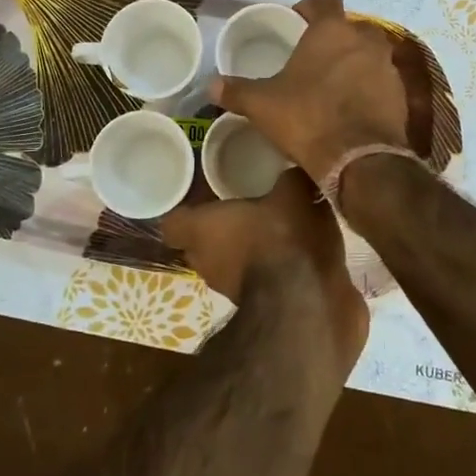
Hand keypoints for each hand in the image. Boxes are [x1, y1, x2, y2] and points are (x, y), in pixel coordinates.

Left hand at [162, 168, 368, 377]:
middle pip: (196, 245)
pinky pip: (246, 282)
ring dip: (236, 254)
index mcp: (200, 228)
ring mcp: (224, 289)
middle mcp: (203, 260)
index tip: (201, 203)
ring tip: (263, 237)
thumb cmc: (282, 237)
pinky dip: (258, 272)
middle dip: (213, 232)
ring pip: (221, 265)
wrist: (302, 301)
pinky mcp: (249, 308)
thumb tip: (295, 168)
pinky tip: (282, 261)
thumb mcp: (292, 193)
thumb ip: (288, 178)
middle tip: (237, 214)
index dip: (184, 213)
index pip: (172, 223)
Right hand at [211, 0, 408, 186]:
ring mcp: (388, 67)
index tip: (296, 20)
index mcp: (332, 31)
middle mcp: (365, 40)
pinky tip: (350, 108)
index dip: (309, 6)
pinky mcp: (402, 96)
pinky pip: (381, 82)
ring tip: (331, 85)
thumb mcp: (263, 104)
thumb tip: (210, 85)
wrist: (361, 161)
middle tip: (312, 58)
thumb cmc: (308, 118)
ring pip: (368, 54)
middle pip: (350, 27)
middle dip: (333, 38)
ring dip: (353, 63)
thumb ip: (236, 90)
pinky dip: (368, 88)